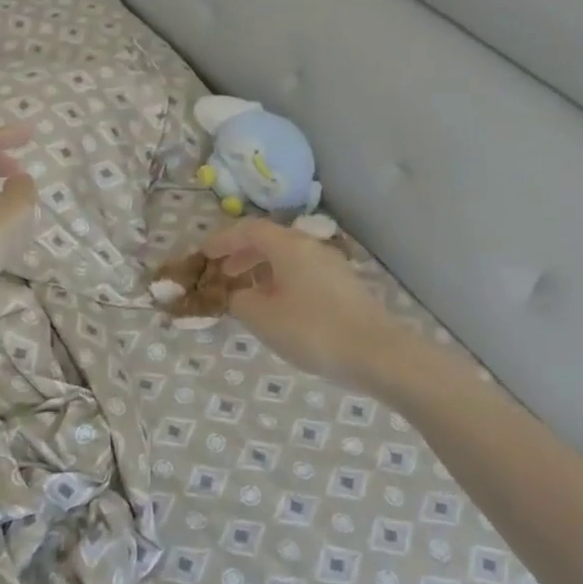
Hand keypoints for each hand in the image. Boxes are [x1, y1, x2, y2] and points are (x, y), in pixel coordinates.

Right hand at [204, 219, 413, 389]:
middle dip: (242, 254)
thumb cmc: (312, 329)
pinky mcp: (344, 287)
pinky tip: (278, 306)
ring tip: (247, 291)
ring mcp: (332, 266)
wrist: (377, 353)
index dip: (223, 240)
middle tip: (222, 271)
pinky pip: (303, 273)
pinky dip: (282, 281)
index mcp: (288, 246)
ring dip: (263, 269)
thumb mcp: (262, 317)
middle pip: (270, 240)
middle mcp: (311, 247)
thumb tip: (237, 294)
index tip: (204, 254)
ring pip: (288, 257)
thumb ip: (240, 300)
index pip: (249, 230)